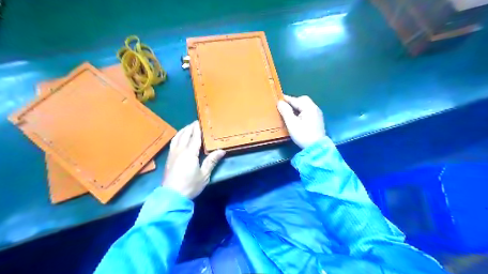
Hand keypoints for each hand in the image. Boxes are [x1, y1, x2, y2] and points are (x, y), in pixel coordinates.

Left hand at [163, 121, 224, 198]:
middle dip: (191, 127)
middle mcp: (180, 150)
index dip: (198, 128)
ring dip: (183, 130)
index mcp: (190, 153)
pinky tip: (180, 137)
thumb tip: (221, 150)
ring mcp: (173, 153)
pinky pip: (173, 142)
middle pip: (185, 134)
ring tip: (189, 127)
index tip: (201, 121)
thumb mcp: (204, 174)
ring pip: (177, 137)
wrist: (172, 196)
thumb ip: (212, 161)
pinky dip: (178, 136)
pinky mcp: (169, 158)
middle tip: (197, 123)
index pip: (195, 136)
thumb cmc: (190, 185)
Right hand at [276, 95, 324, 147]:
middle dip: (293, 101)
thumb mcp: (292, 124)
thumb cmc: (303, 135)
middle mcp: (315, 108)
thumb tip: (280, 102)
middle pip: (303, 100)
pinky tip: (297, 116)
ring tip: (289, 111)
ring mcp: (317, 114)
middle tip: (284, 105)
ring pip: (306, 105)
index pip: (295, 100)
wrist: (317, 148)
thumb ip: (285, 111)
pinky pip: (308, 110)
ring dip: (297, 106)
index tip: (278, 98)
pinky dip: (301, 110)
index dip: (286, 99)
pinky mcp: (318, 119)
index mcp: (309, 107)